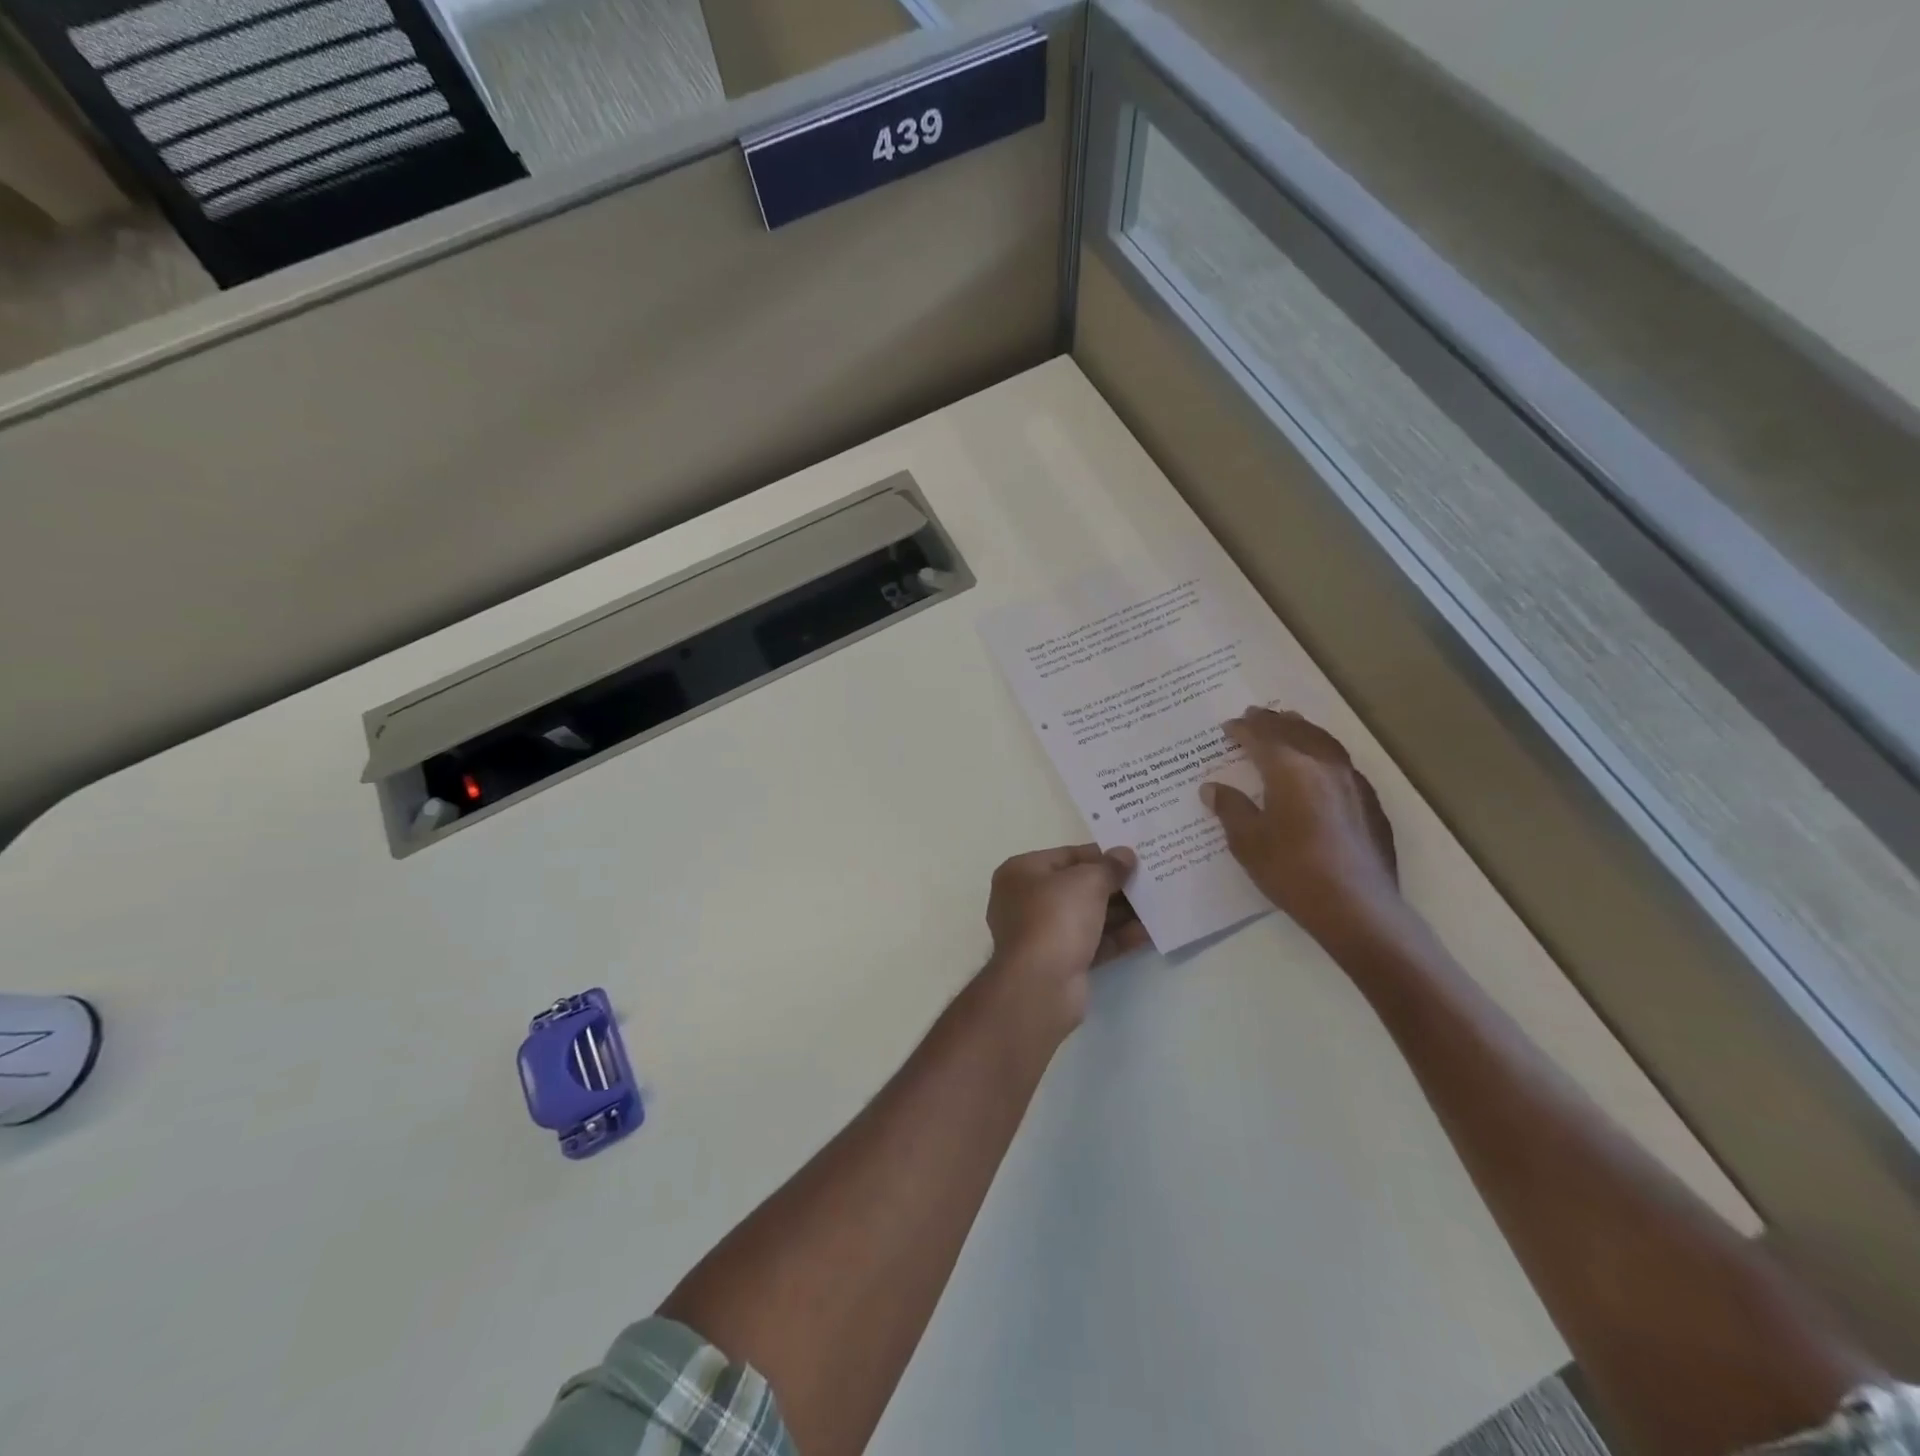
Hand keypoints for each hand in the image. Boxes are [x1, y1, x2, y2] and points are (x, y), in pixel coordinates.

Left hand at [984, 844, 1146, 1036]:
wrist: (1040, 985)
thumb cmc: (1056, 918)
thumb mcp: (1087, 881)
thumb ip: (1110, 866)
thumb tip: (1124, 854)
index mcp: (1022, 872)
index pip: (1067, 855)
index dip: (1102, 854)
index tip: (1133, 855)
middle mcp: (1026, 900)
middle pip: (1078, 886)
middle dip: (1114, 885)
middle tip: (1150, 879)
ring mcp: (1042, 934)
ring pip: (1087, 916)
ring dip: (1121, 912)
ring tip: (1157, 904)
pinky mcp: (1060, 962)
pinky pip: (1093, 942)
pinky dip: (1118, 937)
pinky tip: (1149, 932)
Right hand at [1200, 707, 1400, 945]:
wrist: (1356, 907)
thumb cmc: (1292, 871)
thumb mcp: (1247, 842)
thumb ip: (1230, 809)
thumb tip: (1213, 787)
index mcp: (1290, 770)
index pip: (1262, 738)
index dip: (1243, 730)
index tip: (1228, 726)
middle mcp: (1323, 766)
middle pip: (1295, 731)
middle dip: (1272, 722)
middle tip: (1255, 715)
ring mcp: (1352, 783)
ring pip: (1324, 742)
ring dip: (1302, 729)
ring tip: (1290, 723)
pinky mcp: (1370, 803)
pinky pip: (1343, 763)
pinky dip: (1324, 752)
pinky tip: (1321, 765)